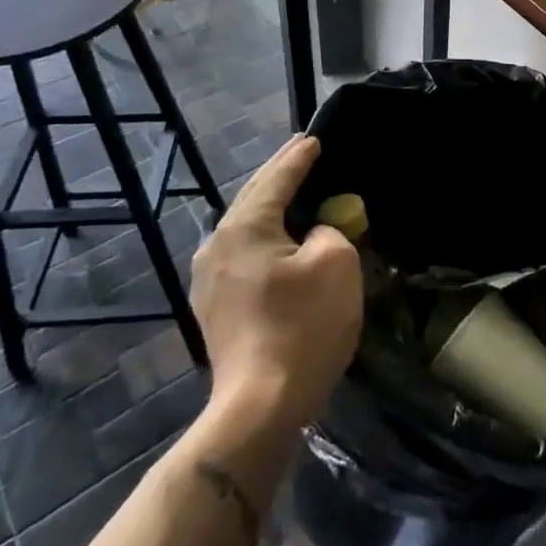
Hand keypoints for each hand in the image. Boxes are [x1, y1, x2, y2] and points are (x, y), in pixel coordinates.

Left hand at [190, 134, 360, 430]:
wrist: (260, 406)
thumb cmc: (303, 327)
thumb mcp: (335, 263)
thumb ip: (328, 231)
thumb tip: (312, 235)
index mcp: (244, 227)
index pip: (276, 179)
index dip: (299, 158)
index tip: (314, 139)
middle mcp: (217, 246)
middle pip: (253, 198)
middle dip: (278, 176)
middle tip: (301, 154)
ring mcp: (209, 280)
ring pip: (245, 228)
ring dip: (271, 209)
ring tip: (293, 193)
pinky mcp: (215, 308)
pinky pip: (243, 255)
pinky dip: (265, 238)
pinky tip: (280, 242)